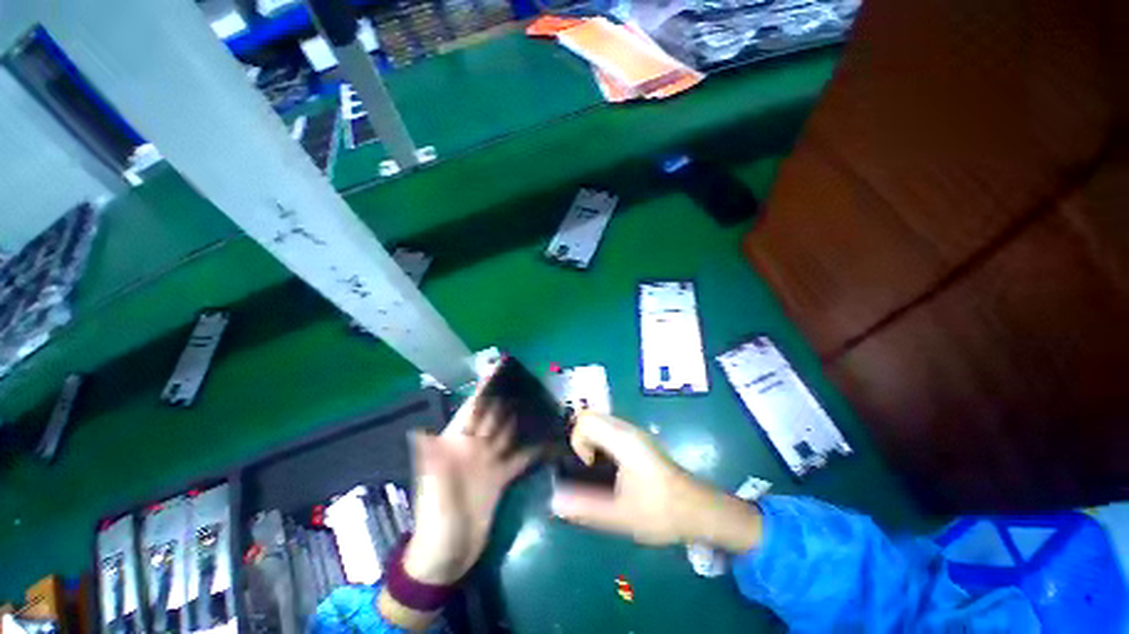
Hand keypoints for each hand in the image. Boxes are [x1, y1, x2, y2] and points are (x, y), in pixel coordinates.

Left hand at [401, 381, 538, 584]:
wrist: (447, 560)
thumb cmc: (435, 524)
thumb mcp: (433, 494)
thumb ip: (432, 463)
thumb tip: (421, 431)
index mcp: (455, 445)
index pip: (471, 410)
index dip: (483, 391)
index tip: (499, 370)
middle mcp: (474, 447)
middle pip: (494, 417)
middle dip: (509, 399)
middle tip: (531, 382)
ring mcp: (489, 461)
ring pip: (509, 433)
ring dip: (522, 419)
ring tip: (542, 403)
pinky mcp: (502, 477)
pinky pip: (519, 457)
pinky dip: (532, 448)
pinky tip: (547, 438)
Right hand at [550, 412, 761, 552]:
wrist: (697, 510)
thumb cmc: (660, 511)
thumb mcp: (620, 515)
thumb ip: (586, 507)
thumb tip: (554, 500)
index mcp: (623, 440)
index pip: (586, 419)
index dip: (578, 442)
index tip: (587, 467)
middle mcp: (628, 429)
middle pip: (590, 416)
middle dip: (581, 439)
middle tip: (587, 468)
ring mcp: (634, 432)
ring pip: (600, 421)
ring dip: (590, 440)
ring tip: (596, 470)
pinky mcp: (638, 439)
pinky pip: (609, 429)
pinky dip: (600, 442)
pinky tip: (608, 468)